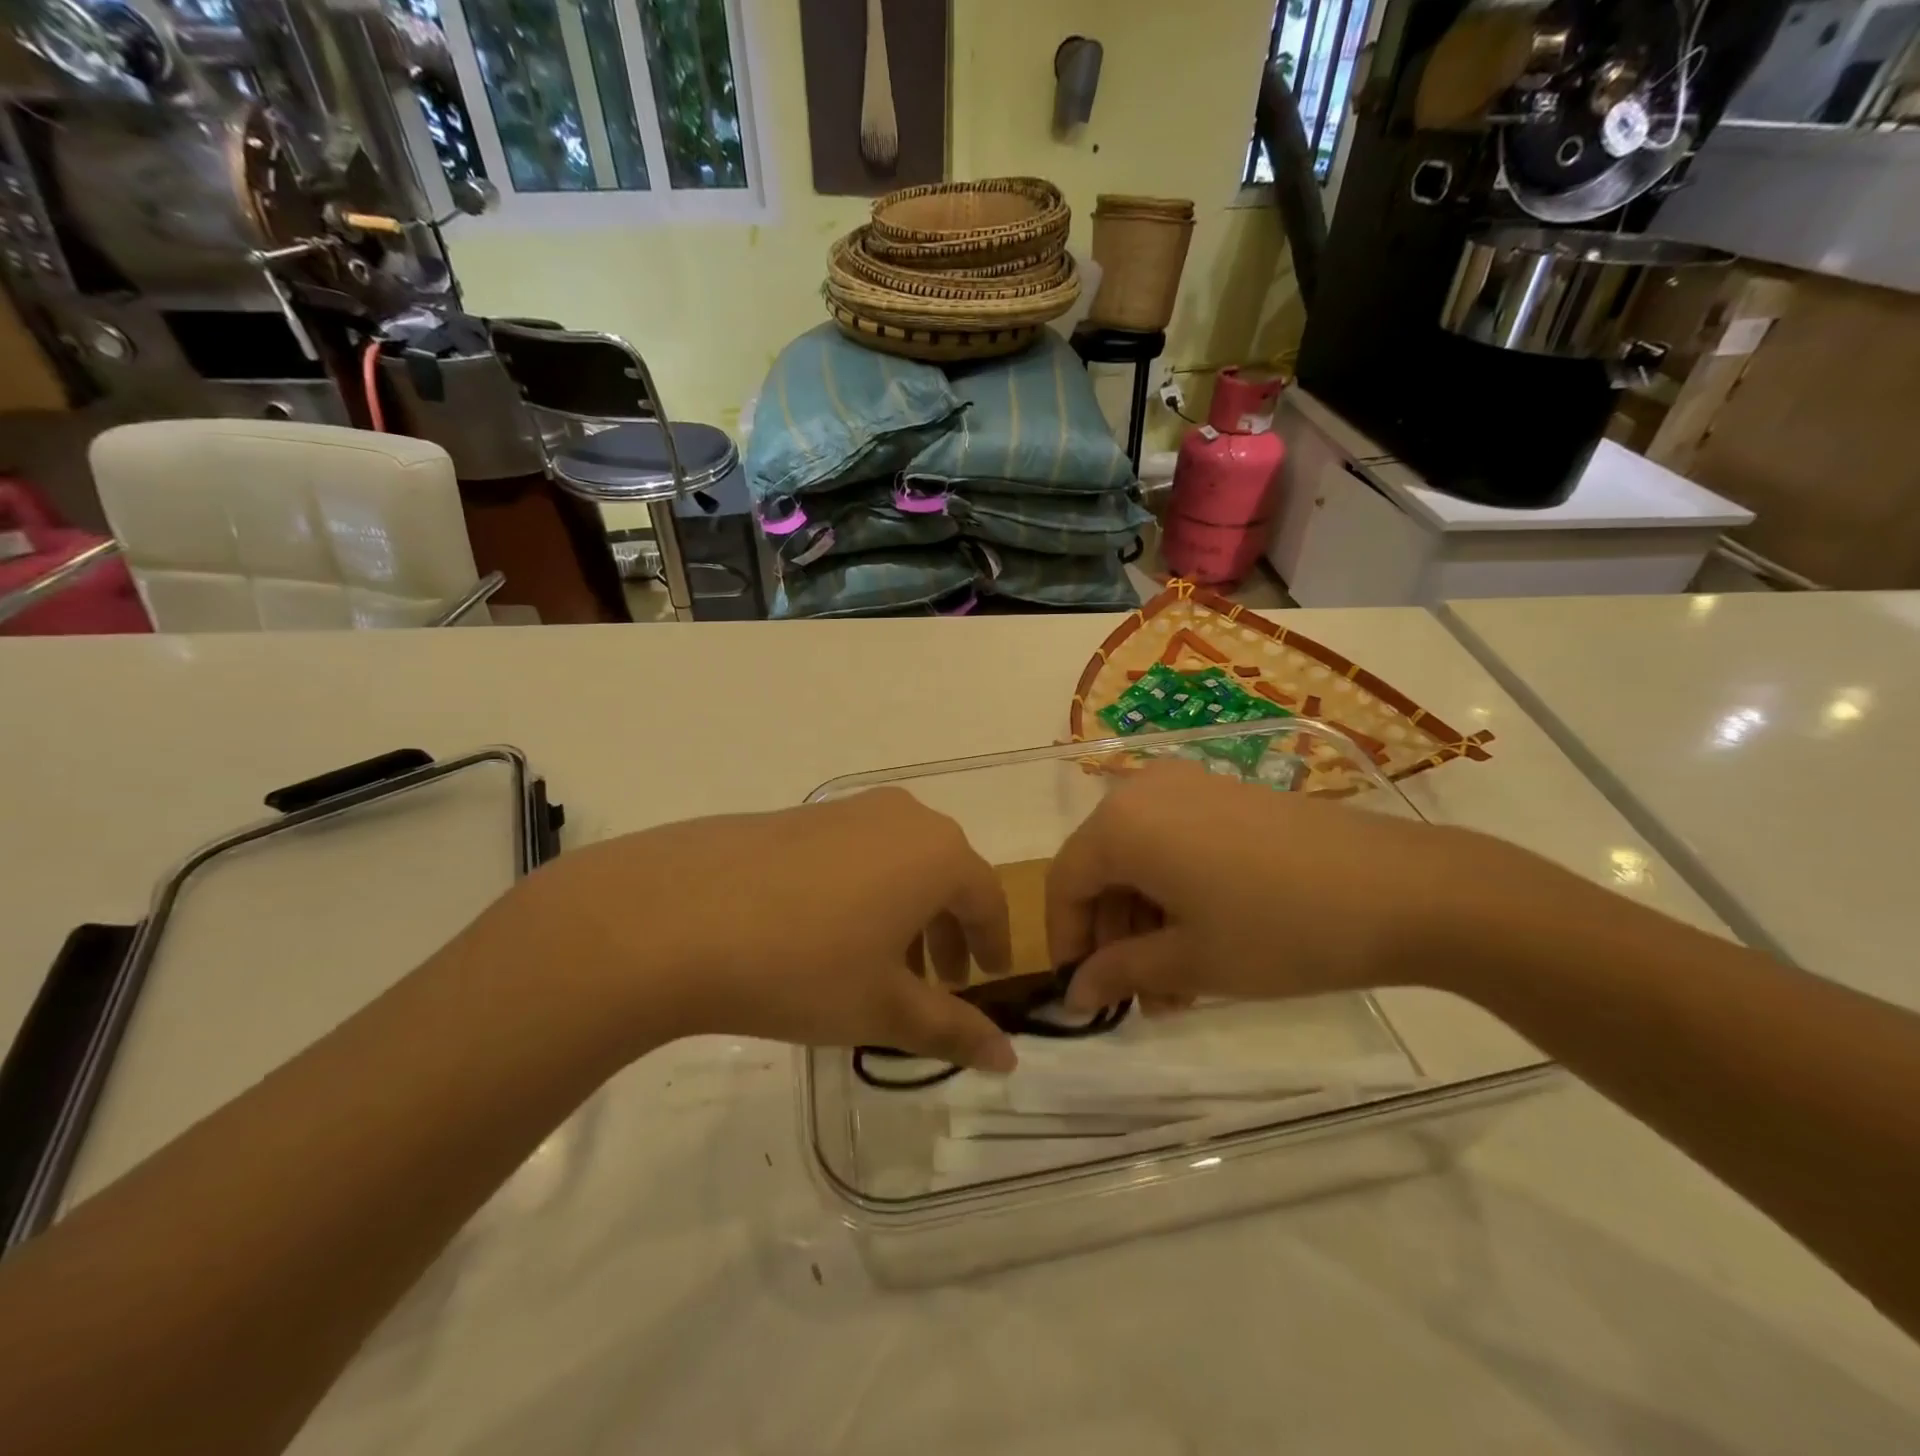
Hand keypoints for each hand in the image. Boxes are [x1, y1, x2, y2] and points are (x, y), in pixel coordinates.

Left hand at [488, 789, 1017, 1070]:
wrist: (675, 916)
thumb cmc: (804, 965)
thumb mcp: (884, 1008)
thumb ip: (952, 1031)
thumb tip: (1008, 1058)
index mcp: (938, 853)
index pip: (987, 899)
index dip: (992, 943)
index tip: (988, 979)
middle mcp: (901, 817)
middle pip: (944, 874)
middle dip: (947, 931)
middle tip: (939, 981)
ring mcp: (845, 809)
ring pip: (897, 862)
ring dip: (903, 912)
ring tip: (880, 964)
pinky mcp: (798, 814)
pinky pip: (854, 853)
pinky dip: (862, 892)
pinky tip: (826, 935)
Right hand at [1047, 760, 1533, 1009]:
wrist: (1403, 889)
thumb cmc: (1280, 929)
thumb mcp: (1191, 962)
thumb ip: (1120, 972)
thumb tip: (1075, 992)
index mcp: (1122, 823)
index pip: (1064, 882)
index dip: (1065, 940)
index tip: (1082, 992)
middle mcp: (1145, 790)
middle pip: (1102, 868)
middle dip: (1113, 938)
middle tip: (1139, 998)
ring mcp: (1189, 785)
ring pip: (1141, 859)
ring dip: (1146, 922)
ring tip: (1178, 987)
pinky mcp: (1227, 793)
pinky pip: (1175, 842)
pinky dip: (1175, 892)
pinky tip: (1205, 941)